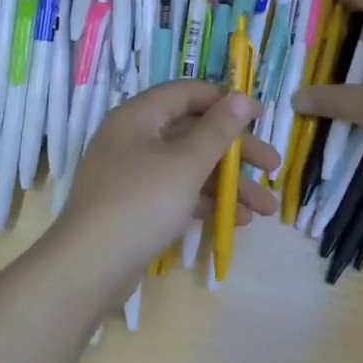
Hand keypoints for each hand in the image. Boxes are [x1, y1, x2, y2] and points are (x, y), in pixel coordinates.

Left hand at [53, 81, 280, 281]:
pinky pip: (178, 193)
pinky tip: (237, 221)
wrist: (89, 269)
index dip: (225, 100)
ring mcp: (134, 175)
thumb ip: (218, 130)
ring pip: (190, 167)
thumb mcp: (186, 163)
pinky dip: (207, 203)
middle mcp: (134, 139)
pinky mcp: (136, 207)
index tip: (261, 116)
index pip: (187, 93)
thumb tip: (240, 97)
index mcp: (139, 117)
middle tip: (273, 166)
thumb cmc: (141, 203)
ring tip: (266, 208)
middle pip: (194, 133)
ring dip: (229, 184)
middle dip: (237, 152)